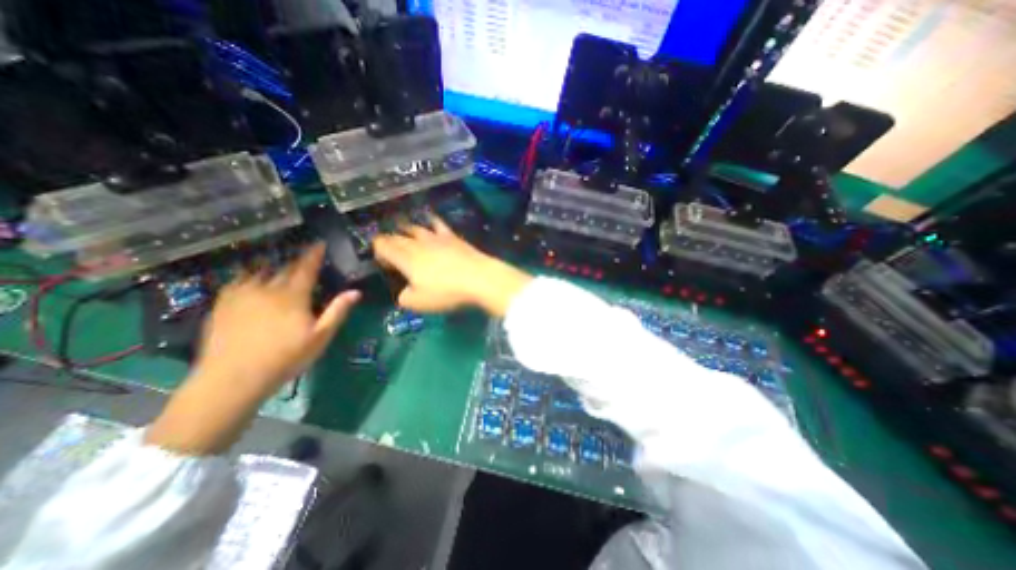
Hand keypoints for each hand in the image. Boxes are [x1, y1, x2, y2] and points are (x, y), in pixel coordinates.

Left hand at [194, 242, 361, 394]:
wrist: (233, 378)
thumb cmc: (286, 357)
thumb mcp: (320, 337)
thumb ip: (337, 311)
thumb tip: (356, 291)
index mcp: (293, 296)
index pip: (306, 268)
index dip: (313, 255)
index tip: (319, 243)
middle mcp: (267, 289)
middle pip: (284, 269)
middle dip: (296, 263)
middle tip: (304, 260)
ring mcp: (241, 295)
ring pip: (260, 273)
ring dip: (273, 268)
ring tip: (279, 269)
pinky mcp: (222, 304)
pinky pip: (238, 281)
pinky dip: (249, 277)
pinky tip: (251, 282)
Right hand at [372, 219, 532, 318]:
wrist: (479, 278)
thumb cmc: (447, 292)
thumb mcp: (419, 303)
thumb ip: (405, 297)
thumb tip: (404, 292)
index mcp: (405, 258)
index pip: (383, 246)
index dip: (378, 250)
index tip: (382, 260)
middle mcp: (417, 243)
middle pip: (397, 236)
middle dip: (389, 241)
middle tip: (390, 249)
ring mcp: (436, 237)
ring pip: (415, 228)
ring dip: (405, 229)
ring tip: (402, 231)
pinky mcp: (452, 237)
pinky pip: (438, 223)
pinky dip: (430, 220)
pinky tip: (429, 219)